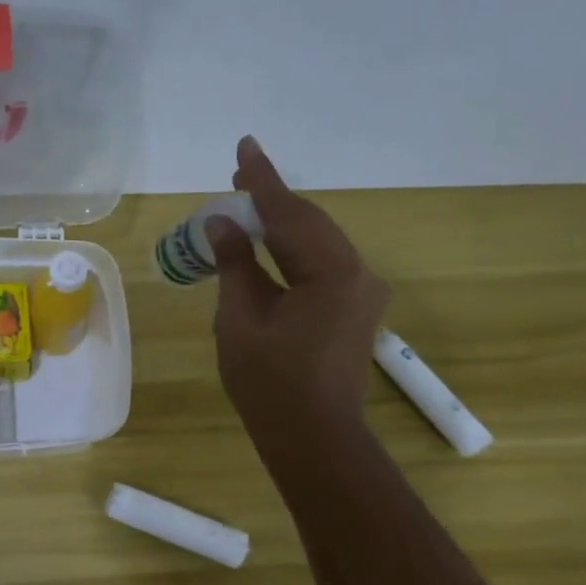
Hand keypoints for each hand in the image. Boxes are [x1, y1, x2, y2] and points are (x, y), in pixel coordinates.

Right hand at [210, 136, 390, 438]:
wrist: (314, 438)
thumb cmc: (270, 384)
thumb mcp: (241, 320)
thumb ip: (235, 265)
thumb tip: (223, 223)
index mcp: (331, 272)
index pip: (288, 214)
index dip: (262, 180)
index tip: (244, 146)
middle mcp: (357, 272)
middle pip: (309, 223)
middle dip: (272, 201)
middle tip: (237, 177)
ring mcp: (362, 292)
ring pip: (317, 243)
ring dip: (283, 225)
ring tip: (247, 207)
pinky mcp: (356, 310)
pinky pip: (322, 265)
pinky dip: (294, 252)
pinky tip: (270, 248)